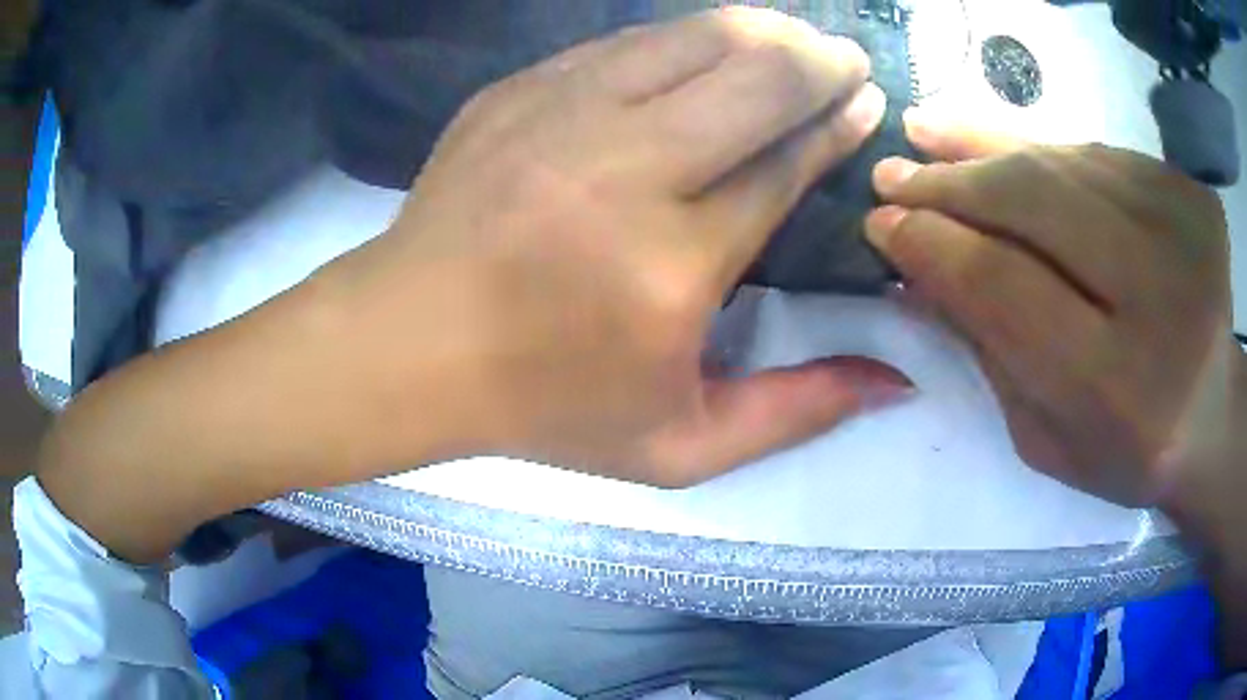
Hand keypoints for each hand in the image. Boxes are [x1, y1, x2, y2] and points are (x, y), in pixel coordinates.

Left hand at [315, 8, 908, 486]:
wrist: (407, 344)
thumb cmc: (541, 405)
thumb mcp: (680, 446)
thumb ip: (797, 412)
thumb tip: (897, 382)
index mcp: (672, 262)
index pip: (785, 163)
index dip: (836, 123)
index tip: (867, 101)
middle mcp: (624, 169)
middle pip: (753, 78)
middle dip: (816, 58)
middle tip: (845, 58)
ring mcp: (560, 115)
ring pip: (691, 40)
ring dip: (759, 32)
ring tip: (793, 38)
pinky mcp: (517, 91)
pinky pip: (622, 43)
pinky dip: (681, 38)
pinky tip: (704, 47)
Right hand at [864, 112, 1242, 512]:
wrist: (1214, 419)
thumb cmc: (1127, 449)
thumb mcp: (1045, 436)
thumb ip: (987, 352)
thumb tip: (915, 272)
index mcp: (1118, 390)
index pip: (1003, 286)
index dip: (933, 244)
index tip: (881, 223)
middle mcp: (1161, 298)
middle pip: (1035, 201)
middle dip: (953, 183)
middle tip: (895, 172)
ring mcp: (1185, 232)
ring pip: (1065, 161)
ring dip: (988, 147)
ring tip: (930, 134)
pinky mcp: (1193, 196)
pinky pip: (1101, 154)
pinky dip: (1047, 150)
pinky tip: (1008, 151)